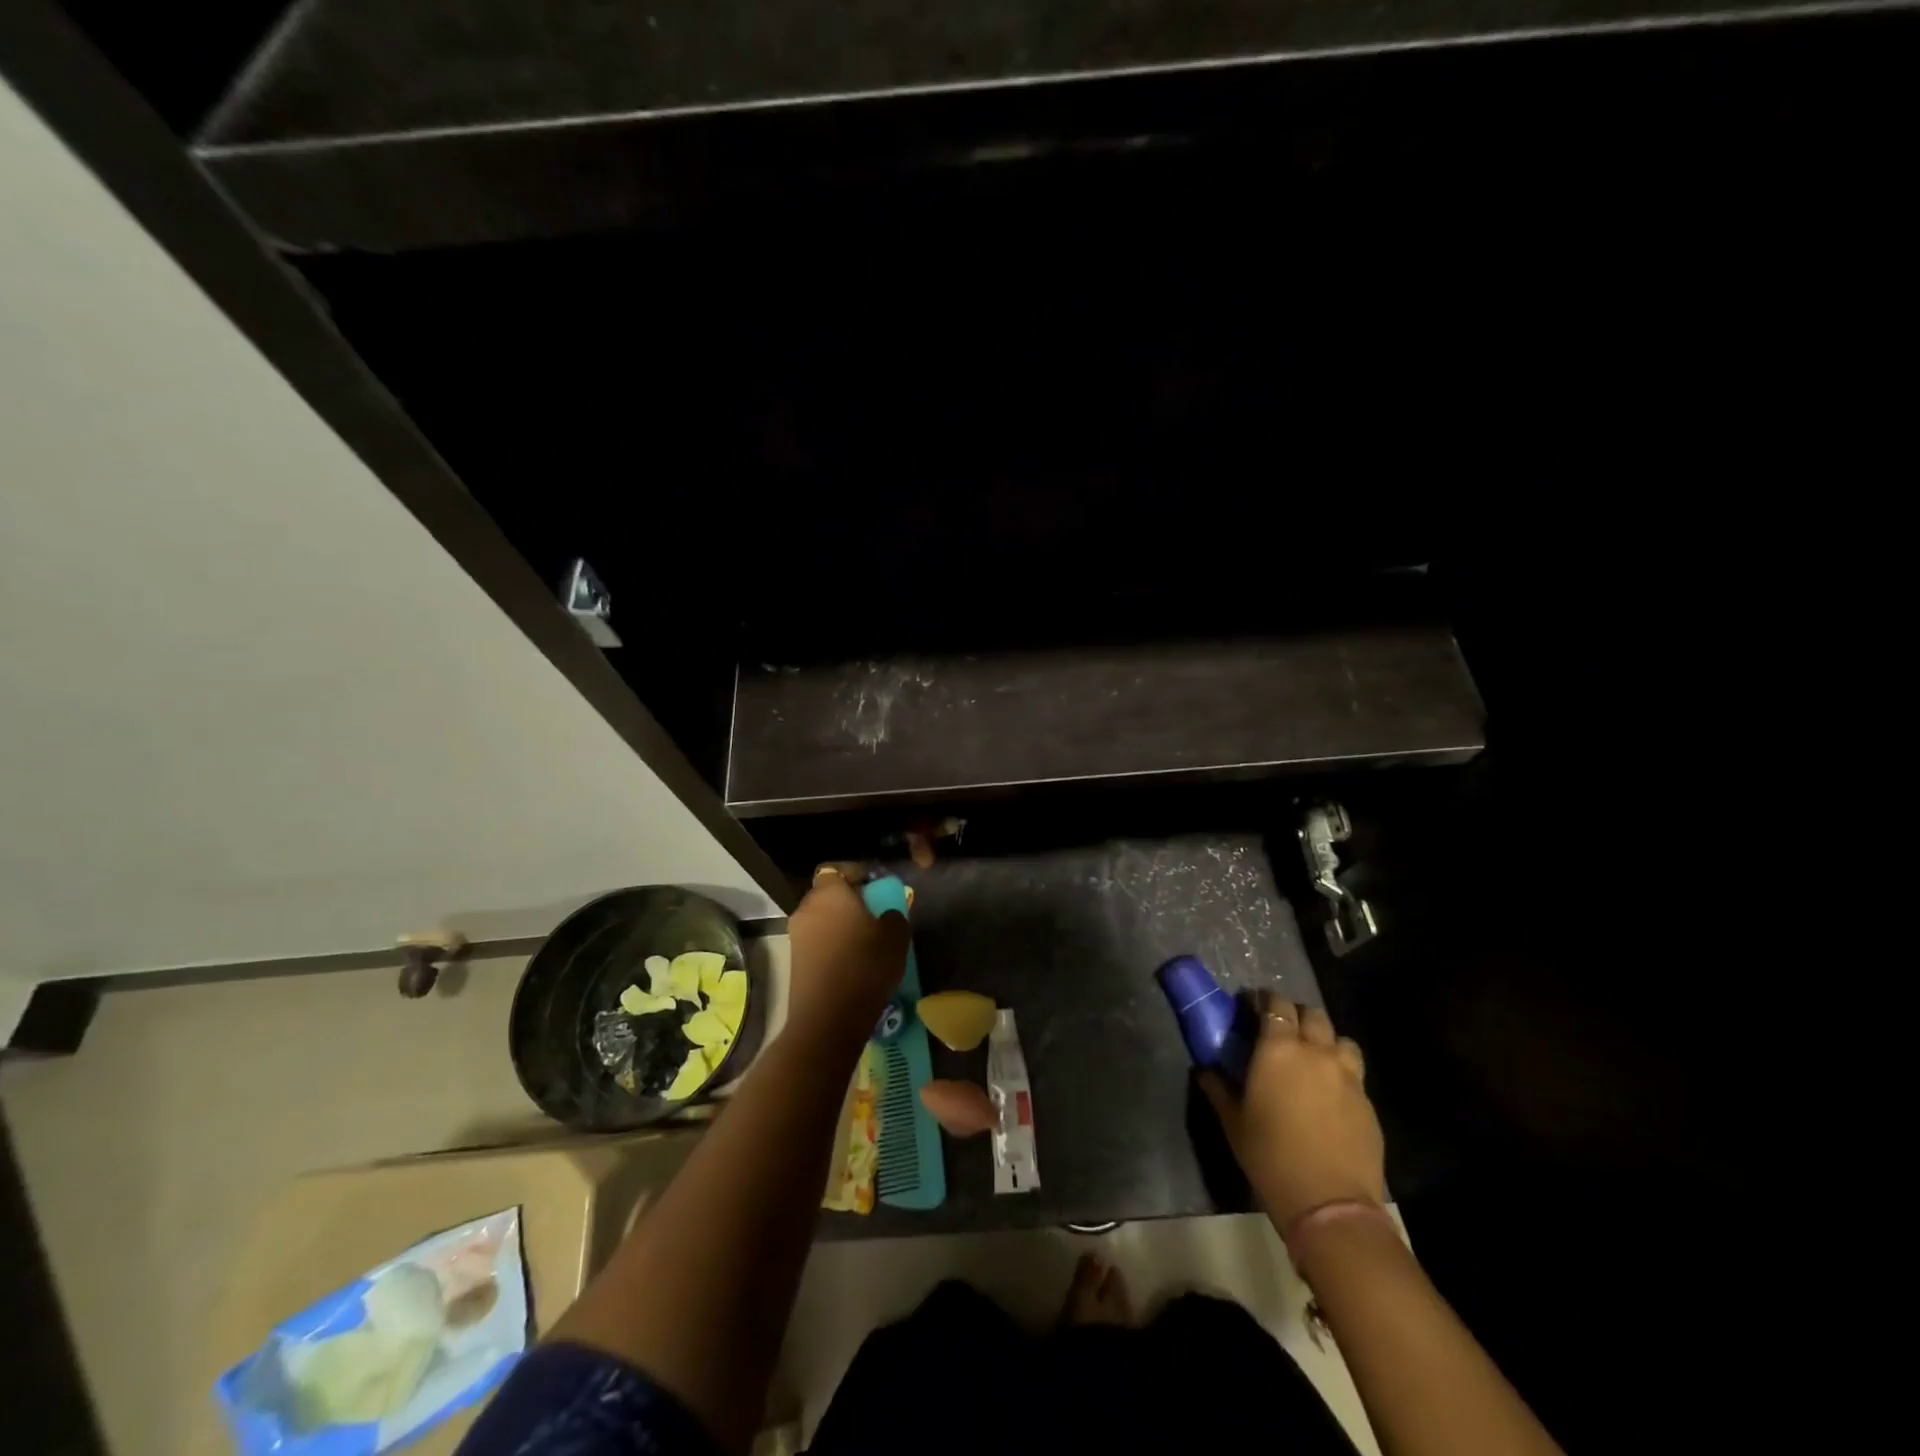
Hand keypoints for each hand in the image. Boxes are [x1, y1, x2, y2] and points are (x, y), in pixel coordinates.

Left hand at [786, 867, 908, 1036]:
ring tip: (865, 944)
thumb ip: (894, 914)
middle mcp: (807, 908)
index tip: (875, 889)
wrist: (828, 1018)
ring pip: (822, 920)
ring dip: (840, 926)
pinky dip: (831, 947)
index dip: (856, 875)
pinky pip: (817, 943)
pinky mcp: (794, 961)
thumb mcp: (896, 936)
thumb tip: (886, 914)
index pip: (837, 869)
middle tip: (874, 917)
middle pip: (828, 895)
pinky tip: (851, 964)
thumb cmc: (865, 965)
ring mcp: (796, 935)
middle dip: (849, 902)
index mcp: (830, 892)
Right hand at [1200, 995, 1384, 1226]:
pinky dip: (1341, 1072)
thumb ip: (1218, 1089)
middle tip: (1282, 1031)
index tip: (1253, 1007)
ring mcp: (1347, 1076)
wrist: (1329, 1203)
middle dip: (1297, 1015)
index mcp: (1278, 1049)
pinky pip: (1354, 1072)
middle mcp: (1315, 1052)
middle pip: (1312, 1014)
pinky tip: (1330, 1094)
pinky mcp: (1368, 1102)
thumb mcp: (1233, 1121)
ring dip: (1325, 1041)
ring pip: (1340, 1039)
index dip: (1265, 1001)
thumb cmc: (1270, 1156)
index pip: (1276, 1004)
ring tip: (1313, 1058)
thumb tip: (1205, 1071)